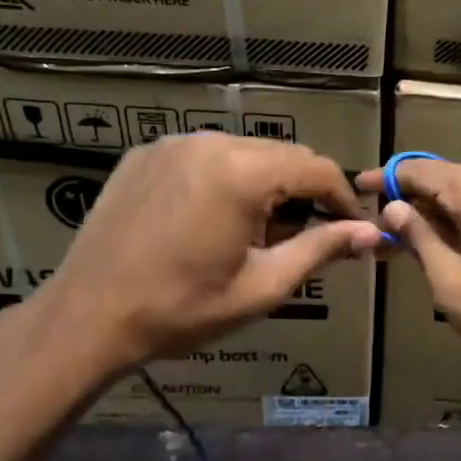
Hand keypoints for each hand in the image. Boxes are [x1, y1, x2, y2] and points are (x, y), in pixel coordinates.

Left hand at [34, 134, 382, 379]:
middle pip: (284, 155)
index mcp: (242, 173)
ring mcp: (173, 143)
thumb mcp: (263, 286)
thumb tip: (372, 233)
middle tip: (301, 239)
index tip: (352, 231)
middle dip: (304, 193)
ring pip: (246, 151)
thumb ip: (321, 249)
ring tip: (254, 233)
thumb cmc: (182, 309)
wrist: (87, 317)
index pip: (318, 169)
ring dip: (266, 184)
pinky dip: (226, 178)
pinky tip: (213, 218)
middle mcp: (210, 142)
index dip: (343, 199)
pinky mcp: (146, 153)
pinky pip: (206, 154)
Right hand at [358, 160, 460, 388]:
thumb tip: (395, 209)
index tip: (357, 187)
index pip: (421, 171)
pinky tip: (449, 244)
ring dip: (439, 214)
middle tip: (379, 228)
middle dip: (412, 202)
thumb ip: (421, 240)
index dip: (387, 178)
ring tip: (407, 242)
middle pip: (447, 180)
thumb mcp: (454, 286)